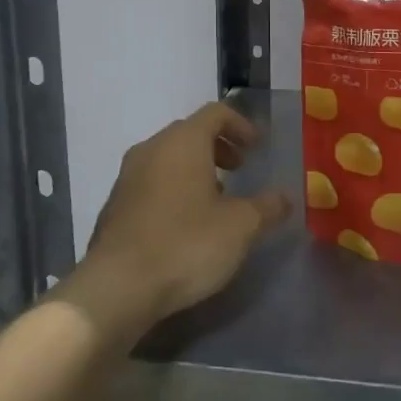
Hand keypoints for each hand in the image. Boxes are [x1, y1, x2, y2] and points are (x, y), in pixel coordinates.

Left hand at [65, 101, 290, 342]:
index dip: (241, 125)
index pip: (216, 113)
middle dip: (218, 147)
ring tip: (216, 200)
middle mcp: (151, 149)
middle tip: (240, 170)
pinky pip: (151, 183)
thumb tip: (285, 197)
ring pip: (168, 158)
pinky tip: (186, 224)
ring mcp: (127, 177)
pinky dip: (174, 189)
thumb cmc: (186, 244)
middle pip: (190, 132)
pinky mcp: (115, 206)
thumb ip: (267, 207)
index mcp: (183, 142)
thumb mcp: (241, 227)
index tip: (258, 148)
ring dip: (195, 169)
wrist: (117, 287)